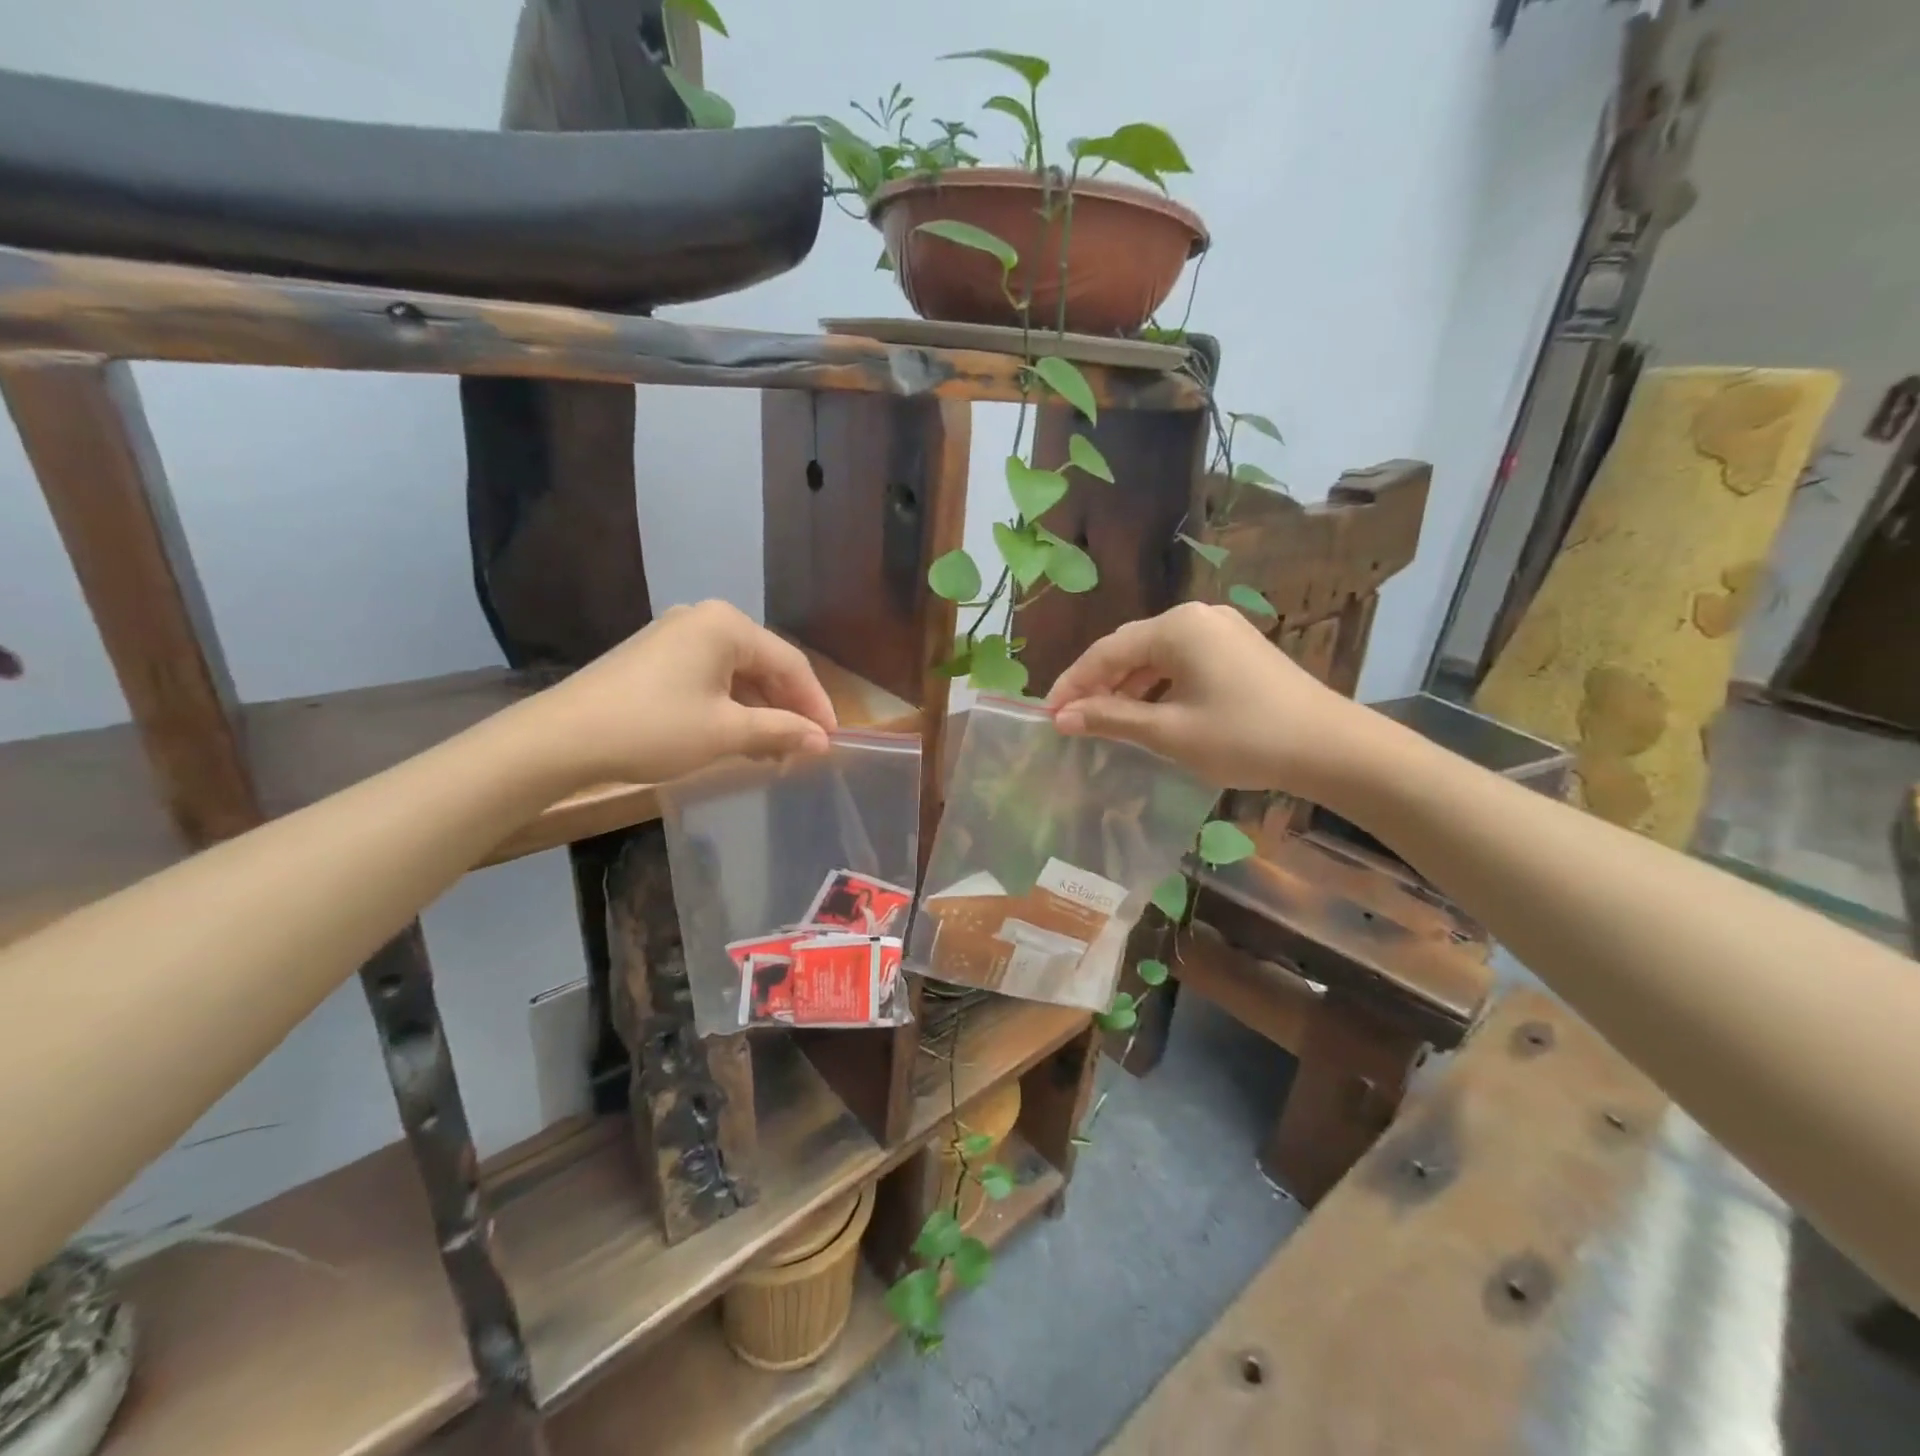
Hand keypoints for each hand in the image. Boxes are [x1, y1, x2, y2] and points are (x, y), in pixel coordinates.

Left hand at [525, 601, 837, 784]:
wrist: (560, 739)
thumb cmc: (653, 728)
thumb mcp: (726, 732)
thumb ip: (781, 731)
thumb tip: (822, 741)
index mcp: (726, 625)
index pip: (791, 663)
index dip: (816, 703)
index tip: (832, 740)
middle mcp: (704, 619)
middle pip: (765, 665)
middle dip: (788, 708)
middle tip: (804, 749)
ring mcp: (677, 635)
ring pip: (738, 674)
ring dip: (760, 711)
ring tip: (775, 751)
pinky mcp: (656, 656)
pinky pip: (711, 678)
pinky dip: (731, 707)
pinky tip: (739, 737)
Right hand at [1045, 602, 1367, 793]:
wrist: (1333, 747)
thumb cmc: (1245, 737)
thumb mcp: (1170, 732)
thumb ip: (1111, 719)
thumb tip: (1062, 718)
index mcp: (1177, 627)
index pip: (1106, 651)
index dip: (1073, 684)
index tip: (1048, 714)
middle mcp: (1196, 616)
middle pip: (1130, 648)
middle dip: (1097, 684)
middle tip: (1070, 719)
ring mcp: (1221, 630)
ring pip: (1156, 656)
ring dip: (1127, 687)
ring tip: (1103, 720)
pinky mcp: (1238, 648)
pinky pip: (1182, 662)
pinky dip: (1157, 686)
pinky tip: (1147, 712)